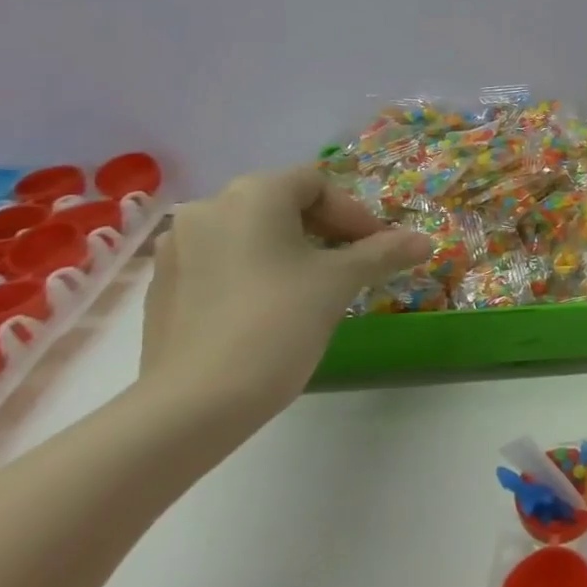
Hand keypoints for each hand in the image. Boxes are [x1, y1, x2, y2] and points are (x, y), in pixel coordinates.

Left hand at [138, 167, 431, 428]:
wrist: (194, 403)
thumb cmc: (278, 322)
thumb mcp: (341, 282)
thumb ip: (384, 252)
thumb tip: (424, 240)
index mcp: (252, 195)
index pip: (315, 183)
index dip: (353, 212)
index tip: (376, 246)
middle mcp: (208, 209)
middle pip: (280, 203)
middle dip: (323, 229)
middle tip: (352, 262)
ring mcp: (177, 248)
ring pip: (249, 233)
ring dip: (288, 249)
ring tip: (313, 286)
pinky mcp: (162, 287)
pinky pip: (221, 261)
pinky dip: (253, 271)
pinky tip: (270, 309)